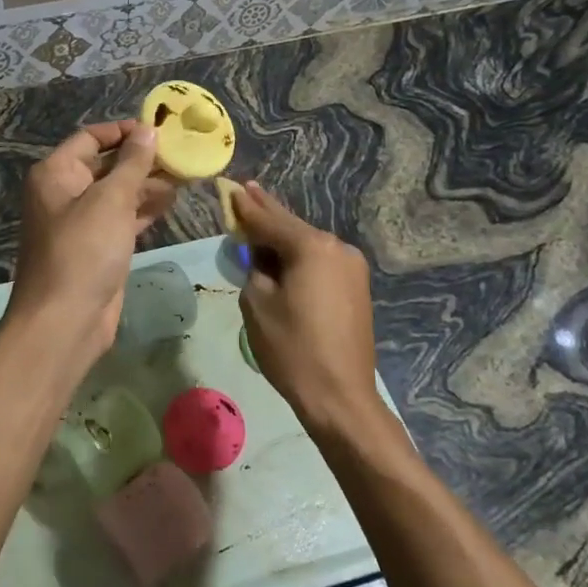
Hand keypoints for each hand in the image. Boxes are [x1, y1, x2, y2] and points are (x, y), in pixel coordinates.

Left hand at [6, 121, 175, 371]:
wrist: (65, 321)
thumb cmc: (84, 250)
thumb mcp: (111, 200)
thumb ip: (133, 163)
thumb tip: (148, 131)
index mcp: (56, 173)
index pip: (91, 137)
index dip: (124, 131)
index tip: (160, 130)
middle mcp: (65, 192)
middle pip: (106, 164)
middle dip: (142, 159)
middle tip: (182, 153)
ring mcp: (82, 221)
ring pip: (118, 192)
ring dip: (148, 183)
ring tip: (186, 175)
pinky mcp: (98, 247)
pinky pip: (122, 218)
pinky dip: (144, 209)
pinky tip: (171, 201)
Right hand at [232, 183, 379, 431]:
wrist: (340, 397)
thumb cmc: (292, 348)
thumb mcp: (257, 302)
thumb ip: (254, 267)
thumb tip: (259, 254)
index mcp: (312, 247)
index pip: (269, 220)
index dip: (245, 207)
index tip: (230, 189)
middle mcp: (337, 247)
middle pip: (292, 226)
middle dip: (267, 211)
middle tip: (246, 189)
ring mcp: (352, 267)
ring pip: (308, 244)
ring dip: (283, 236)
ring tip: (259, 220)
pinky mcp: (357, 287)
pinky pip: (320, 261)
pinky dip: (299, 255)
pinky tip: (283, 253)